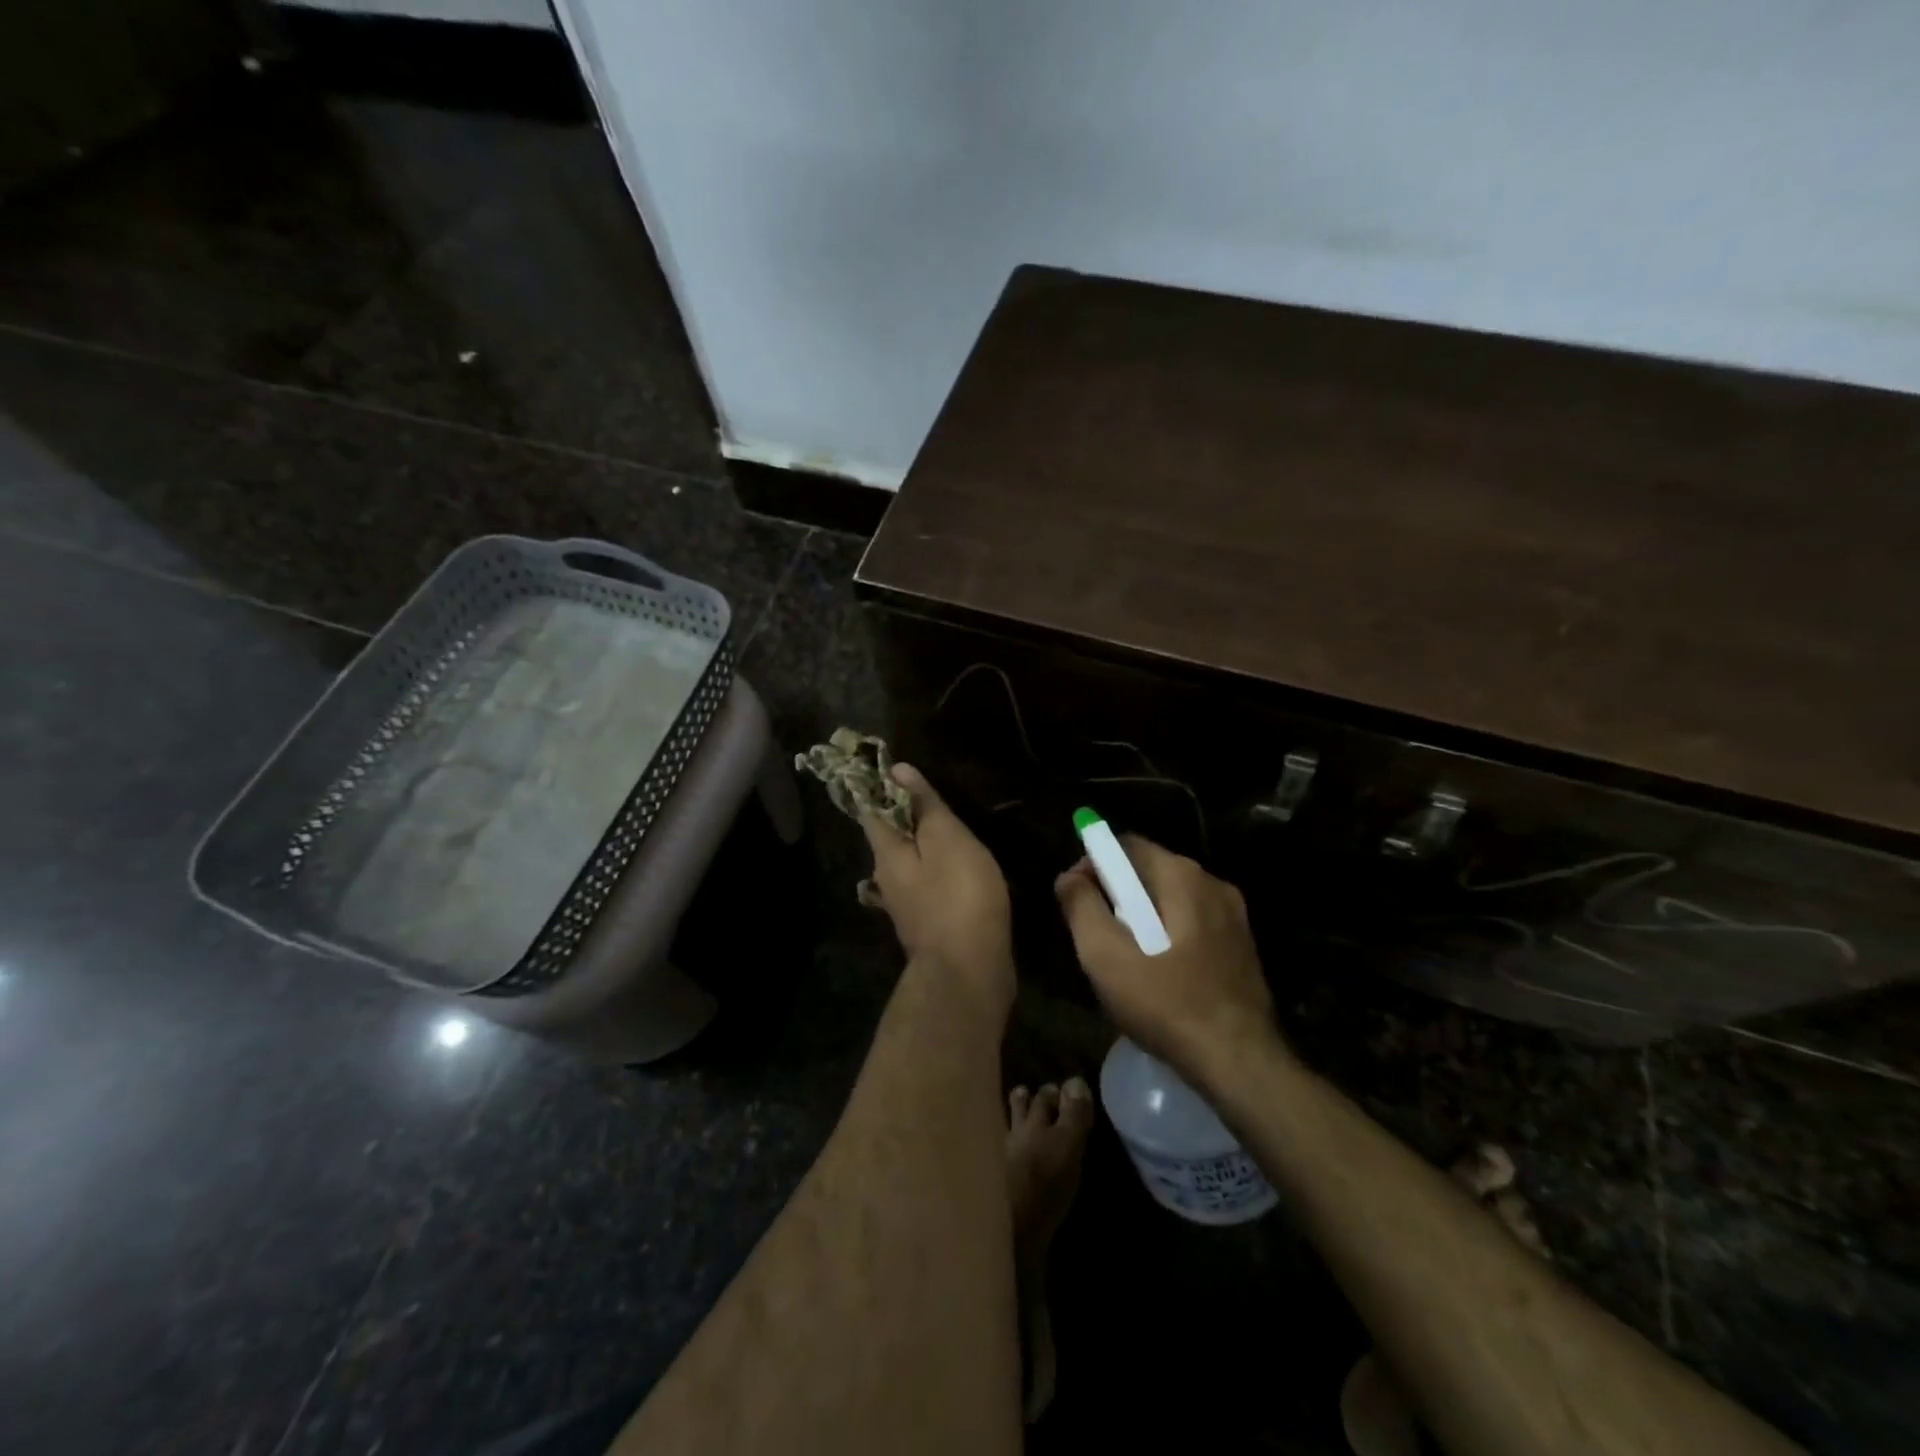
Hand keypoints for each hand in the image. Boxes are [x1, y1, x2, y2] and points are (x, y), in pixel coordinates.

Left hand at [861, 764, 1015, 1017]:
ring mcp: (907, 906)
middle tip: (933, 795)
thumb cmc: (959, 896)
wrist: (969, 973)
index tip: (895, 767)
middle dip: (906, 816)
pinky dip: (940, 872)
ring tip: (952, 829)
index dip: (882, 786)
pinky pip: (929, 886)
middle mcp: (888, 879)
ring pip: (911, 864)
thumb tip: (896, 769)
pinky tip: (960, 870)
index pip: (873, 809)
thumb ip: (924, 805)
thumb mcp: (946, 839)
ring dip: (926, 845)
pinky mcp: (929, 925)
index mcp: (887, 853)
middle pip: (891, 838)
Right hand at [1055, 836, 1283, 1090]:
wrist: (1240, 1063)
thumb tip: (1069, 876)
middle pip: (1149, 872)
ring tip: (1123, 960)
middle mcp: (1213, 884)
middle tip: (1095, 935)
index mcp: (1182, 876)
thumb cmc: (1167, 1005)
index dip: (1093, 864)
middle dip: (1116, 894)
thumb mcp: (1106, 957)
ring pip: (1171, 901)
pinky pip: (1192, 924)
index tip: (1075, 898)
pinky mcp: (1243, 947)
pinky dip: (1167, 937)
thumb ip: (1082, 908)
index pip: (1126, 846)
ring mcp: (1233, 916)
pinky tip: (1158, 976)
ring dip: (1141, 919)